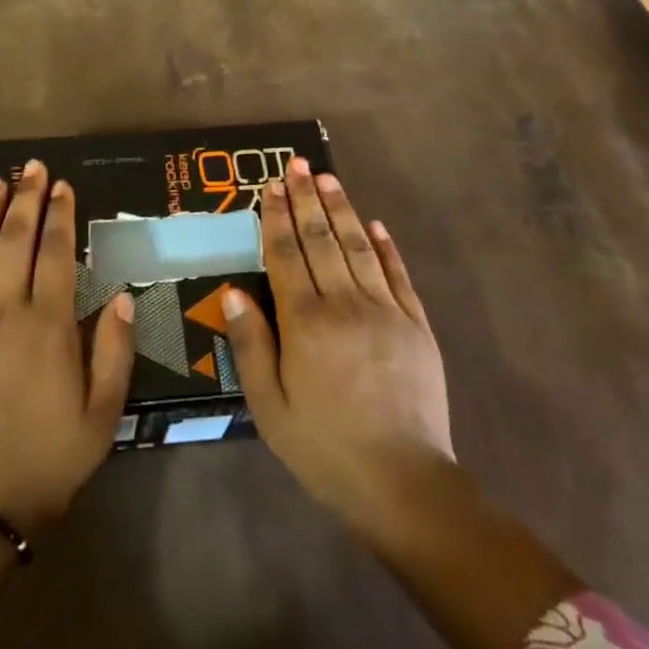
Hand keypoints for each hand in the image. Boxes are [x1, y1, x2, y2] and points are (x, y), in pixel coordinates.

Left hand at [0, 160, 134, 536]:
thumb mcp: (101, 417)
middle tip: (32, 167)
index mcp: (46, 325)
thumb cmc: (45, 462)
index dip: (59, 215)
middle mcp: (2, 312)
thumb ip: (113, 351)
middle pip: (14, 241)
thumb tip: (122, 295)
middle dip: (24, 199)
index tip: (62, 185)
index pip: (53, 253)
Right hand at [222, 158, 454, 556]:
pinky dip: (386, 247)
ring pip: (358, 247)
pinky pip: (398, 276)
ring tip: (327, 178)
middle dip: (306, 199)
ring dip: (341, 210)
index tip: (271, 185)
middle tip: (296, 164)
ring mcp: (385, 312)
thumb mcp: (270, 408)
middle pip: (321, 240)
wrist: (405, 485)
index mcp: (305, 323)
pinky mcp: (416, 326)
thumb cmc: (326, 448)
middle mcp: (344, 304)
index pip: (286, 255)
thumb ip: (251, 345)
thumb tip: (231, 291)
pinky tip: (376, 225)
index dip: (277, 217)